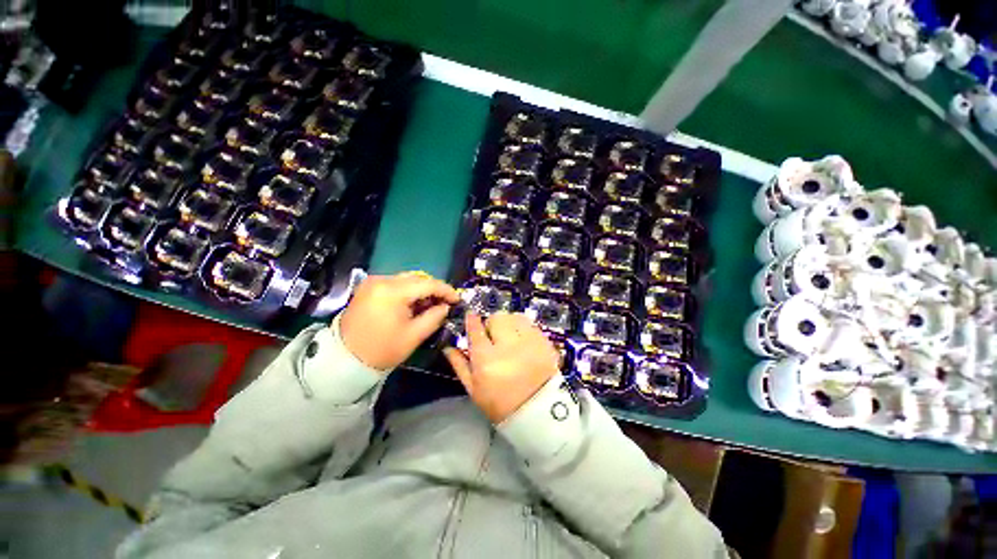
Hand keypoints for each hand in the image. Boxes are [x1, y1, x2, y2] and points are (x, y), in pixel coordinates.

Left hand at [339, 272, 458, 370]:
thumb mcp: (414, 335)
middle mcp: (382, 280)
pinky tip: (414, 304)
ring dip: (421, 290)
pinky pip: (395, 284)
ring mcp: (373, 282)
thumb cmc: (382, 350)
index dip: (446, 290)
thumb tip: (446, 306)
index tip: (458, 299)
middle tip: (445, 303)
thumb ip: (435, 316)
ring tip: (431, 305)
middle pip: (417, 278)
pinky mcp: (368, 287)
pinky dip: (408, 291)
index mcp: (392, 291)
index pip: (428, 284)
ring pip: (407, 279)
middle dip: (434, 289)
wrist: (344, 359)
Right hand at [444, 312, 560, 422]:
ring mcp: (528, 342)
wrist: (537, 412)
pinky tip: (523, 340)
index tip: (471, 316)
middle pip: (497, 318)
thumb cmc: (500, 403)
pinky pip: (530, 324)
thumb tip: (448, 347)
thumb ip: (460, 365)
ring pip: (515, 317)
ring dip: (509, 322)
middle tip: (494, 334)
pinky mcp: (544, 342)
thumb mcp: (474, 389)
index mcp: (486, 359)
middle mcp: (507, 345)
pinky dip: (524, 328)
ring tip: (510, 335)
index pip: (476, 329)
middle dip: (492, 323)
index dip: (472, 320)